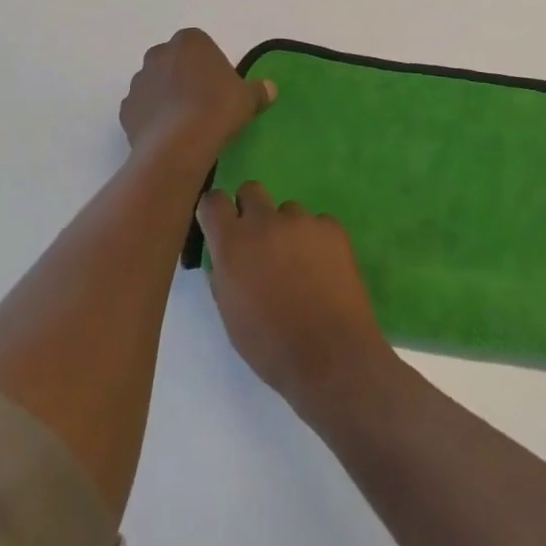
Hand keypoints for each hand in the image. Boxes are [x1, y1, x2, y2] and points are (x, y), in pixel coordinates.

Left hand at [120, 29, 275, 163]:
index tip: (220, 85)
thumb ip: (259, 90)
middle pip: (174, 61)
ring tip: (185, 122)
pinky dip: (152, 117)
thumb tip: (270, 89)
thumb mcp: (248, 98)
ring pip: (155, 84)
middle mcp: (159, 54)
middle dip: (184, 76)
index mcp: (189, 41)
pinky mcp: (125, 109)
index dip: (210, 64)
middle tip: (203, 101)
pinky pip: (142, 109)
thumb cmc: (217, 108)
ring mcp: (138, 81)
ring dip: (167, 96)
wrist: (179, 144)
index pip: (200, 44)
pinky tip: (168, 134)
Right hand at [196, 182, 397, 419]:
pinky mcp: (332, 227)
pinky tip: (323, 269)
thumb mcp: (230, 314)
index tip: (220, 226)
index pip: (213, 201)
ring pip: (288, 210)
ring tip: (299, 265)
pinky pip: (317, 223)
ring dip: (287, 229)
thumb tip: (225, 256)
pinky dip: (316, 240)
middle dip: (250, 209)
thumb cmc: (270, 345)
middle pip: (251, 190)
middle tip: (259, 241)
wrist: (329, 355)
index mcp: (233, 244)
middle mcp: (265, 222)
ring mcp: (302, 221)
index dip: (215, 211)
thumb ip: (223, 274)